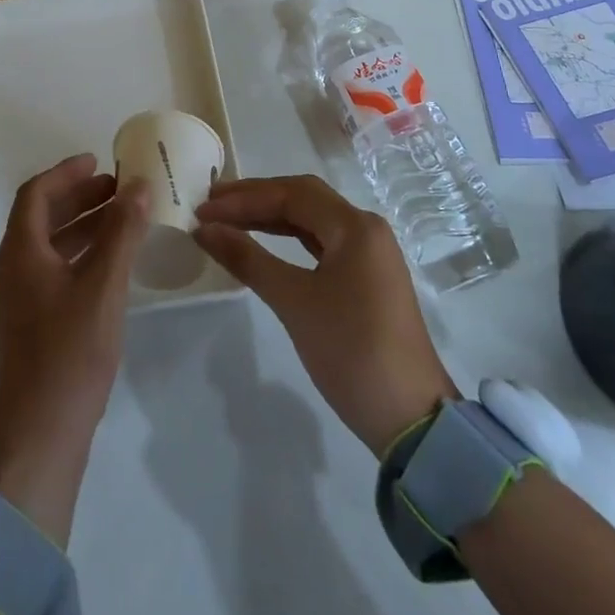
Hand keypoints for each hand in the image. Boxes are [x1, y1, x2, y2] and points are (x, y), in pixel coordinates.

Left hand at [0, 153, 149, 543]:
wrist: (39, 437)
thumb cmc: (70, 353)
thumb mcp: (103, 286)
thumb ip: (121, 233)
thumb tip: (138, 186)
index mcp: (19, 252)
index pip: (35, 194)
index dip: (66, 173)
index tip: (99, 162)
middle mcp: (10, 269)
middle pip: (40, 218)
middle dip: (78, 198)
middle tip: (117, 190)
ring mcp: (16, 300)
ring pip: (48, 246)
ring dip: (81, 227)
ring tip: (121, 220)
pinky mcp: (27, 325)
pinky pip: (51, 272)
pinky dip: (78, 256)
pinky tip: (109, 266)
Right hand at [193, 174, 457, 455]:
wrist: (411, 419)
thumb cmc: (351, 351)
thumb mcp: (293, 302)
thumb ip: (247, 258)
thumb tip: (204, 229)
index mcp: (355, 227)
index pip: (290, 194)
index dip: (243, 198)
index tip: (204, 210)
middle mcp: (365, 229)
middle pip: (302, 198)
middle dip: (255, 199)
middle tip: (211, 205)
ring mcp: (368, 254)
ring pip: (311, 220)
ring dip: (269, 217)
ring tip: (228, 220)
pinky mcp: (366, 277)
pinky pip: (320, 243)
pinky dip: (287, 238)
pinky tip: (262, 242)